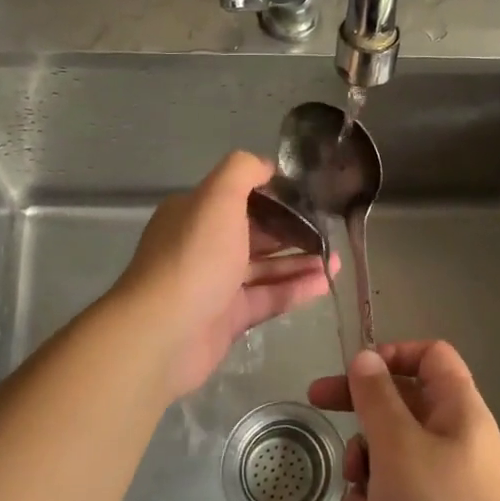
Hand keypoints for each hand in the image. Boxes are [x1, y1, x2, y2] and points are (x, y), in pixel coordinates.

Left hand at [114, 151, 331, 397]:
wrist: (164, 333)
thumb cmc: (195, 257)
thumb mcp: (218, 198)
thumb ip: (243, 171)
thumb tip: (267, 167)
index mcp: (195, 213)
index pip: (239, 197)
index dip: (274, 195)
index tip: (309, 196)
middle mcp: (203, 245)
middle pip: (254, 233)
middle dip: (292, 230)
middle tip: (329, 230)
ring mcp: (215, 284)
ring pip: (264, 268)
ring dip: (299, 261)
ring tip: (335, 259)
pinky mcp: (227, 318)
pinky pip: (267, 298)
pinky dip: (295, 289)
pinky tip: (325, 283)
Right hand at [309, 342, 499, 500]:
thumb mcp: (400, 448)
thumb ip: (377, 399)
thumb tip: (366, 357)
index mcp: (459, 411)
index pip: (431, 357)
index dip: (393, 354)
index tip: (354, 370)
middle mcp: (454, 442)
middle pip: (401, 405)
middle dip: (361, 411)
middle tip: (316, 405)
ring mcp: (444, 487)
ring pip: (390, 455)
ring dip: (364, 468)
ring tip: (361, 493)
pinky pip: (393, 500)